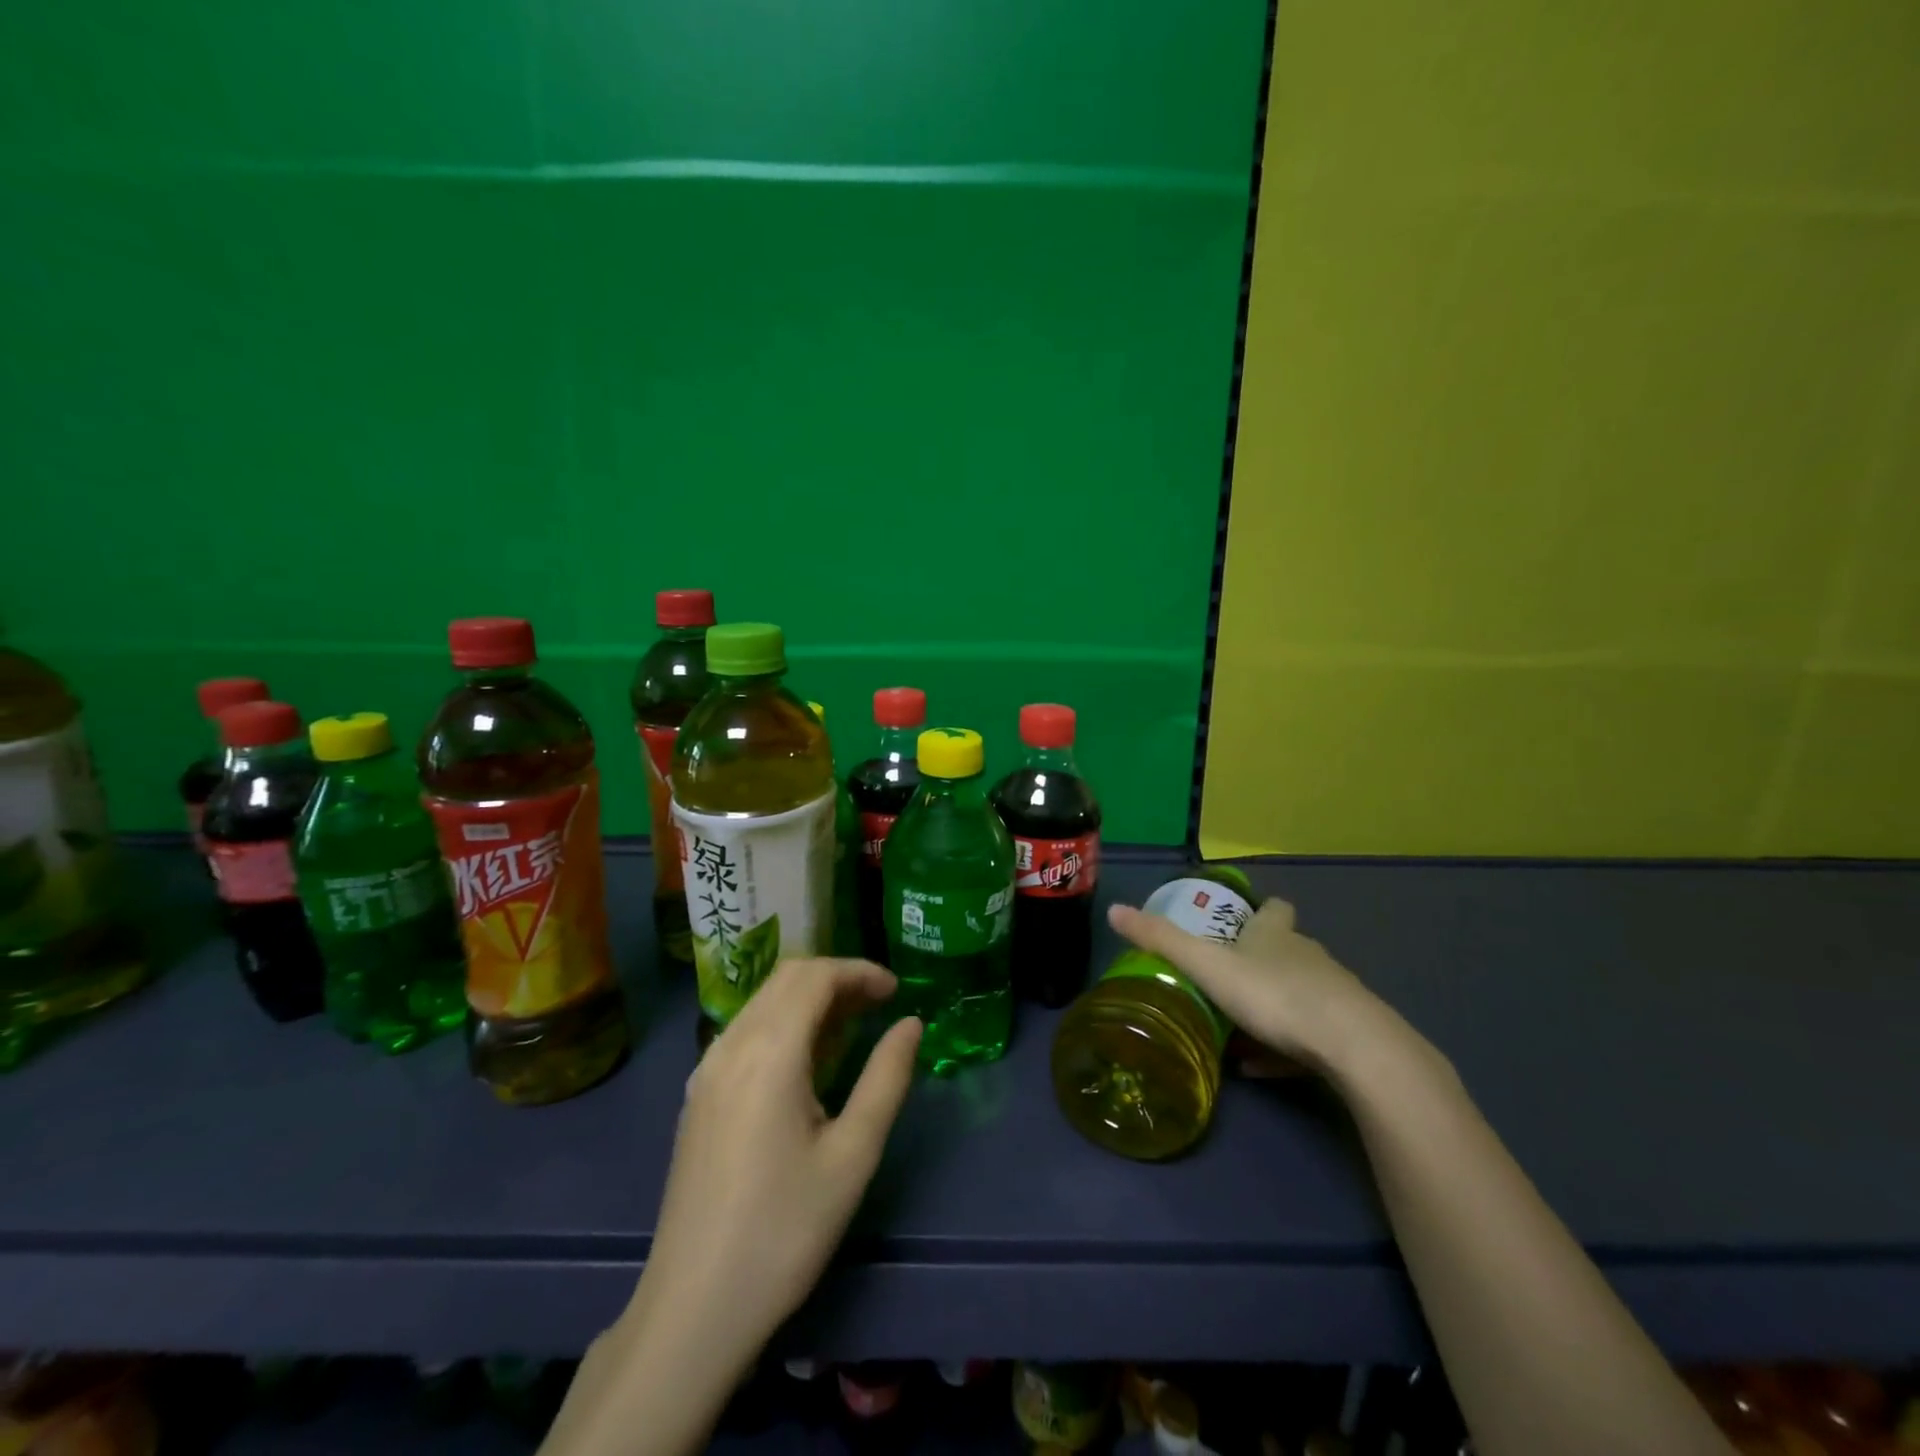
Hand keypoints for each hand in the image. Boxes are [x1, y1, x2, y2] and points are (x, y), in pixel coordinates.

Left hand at [543, 962, 921, 1455]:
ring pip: (764, 1001)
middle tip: (879, 1003)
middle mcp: (731, 1045)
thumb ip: (886, 1078)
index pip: (815, 976)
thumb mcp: (852, 1155)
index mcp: (768, 1052)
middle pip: (787, 978)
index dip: (859, 971)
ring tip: (852, 1026)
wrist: (694, 1307)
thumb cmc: (785, 1230)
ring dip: (810, 998)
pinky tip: (807, 1060)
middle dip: (837, 978)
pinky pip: (746, 1030)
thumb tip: (911, 1023)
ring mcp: (707, 1069)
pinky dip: (784, 1021)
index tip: (896, 991)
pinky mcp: (698, 1094)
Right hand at [1107, 897, 1376, 1073]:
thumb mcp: (1207, 966)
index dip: (1262, 911)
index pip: (1274, 909)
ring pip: (1300, 994)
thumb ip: (1162, 940)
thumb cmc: (1274, 994)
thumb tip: (1114, 910)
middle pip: (1288, 950)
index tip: (1243, 921)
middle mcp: (1308, 957)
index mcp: (1276, 935)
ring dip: (1273, 1006)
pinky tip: (1260, 1069)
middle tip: (1227, 978)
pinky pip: (1309, 1040)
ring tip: (1238, 1028)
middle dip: (1262, 960)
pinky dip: (1284, 1050)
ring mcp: (1333, 997)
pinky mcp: (1348, 1037)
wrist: (1354, 1048)